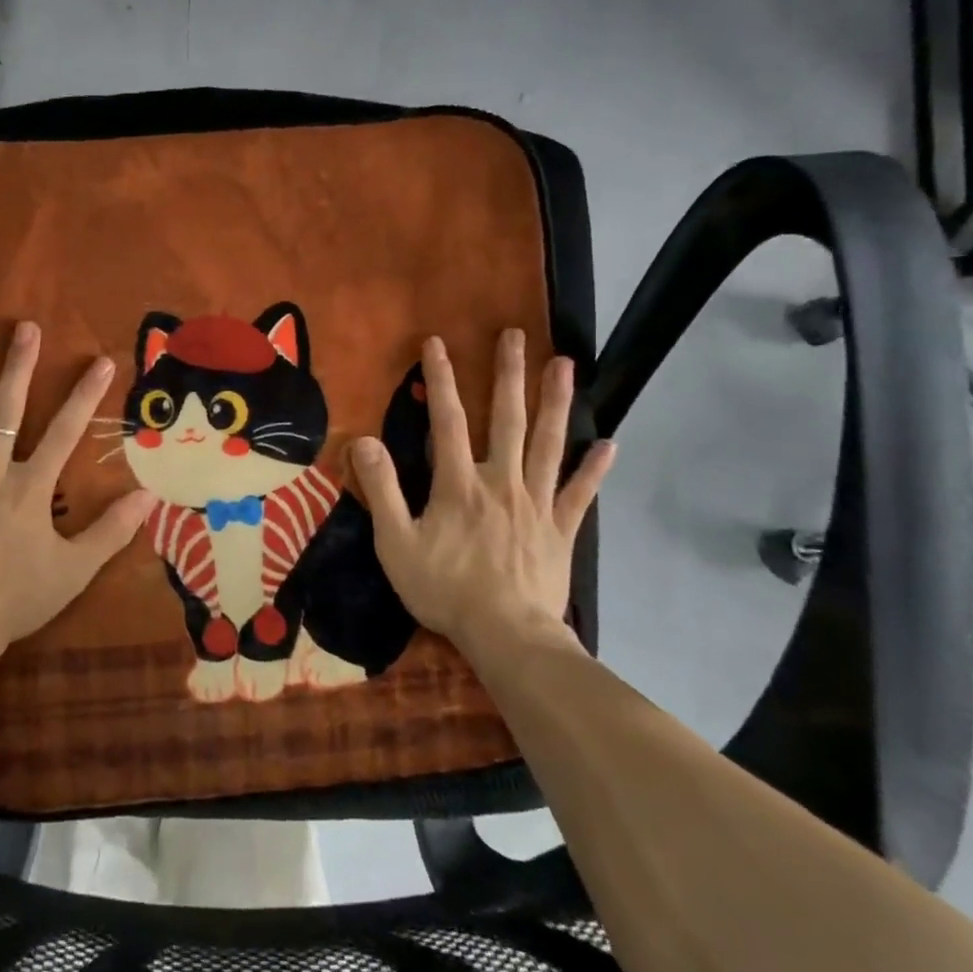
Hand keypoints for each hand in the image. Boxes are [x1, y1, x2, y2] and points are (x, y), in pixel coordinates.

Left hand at [0, 322, 155, 665]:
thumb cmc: (17, 600)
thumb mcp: (74, 571)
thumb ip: (111, 531)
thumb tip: (149, 497)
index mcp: (30, 490)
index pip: (65, 433)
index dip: (86, 395)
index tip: (101, 360)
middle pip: (5, 413)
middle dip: (17, 367)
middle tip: (23, 328)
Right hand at [353, 330, 614, 672]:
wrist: (507, 636)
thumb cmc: (445, 589)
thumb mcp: (395, 542)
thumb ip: (381, 489)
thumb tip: (363, 439)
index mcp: (459, 483)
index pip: (447, 420)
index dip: (440, 380)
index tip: (437, 343)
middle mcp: (501, 481)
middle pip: (507, 419)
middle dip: (508, 374)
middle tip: (516, 335)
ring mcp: (537, 503)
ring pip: (548, 443)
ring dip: (556, 402)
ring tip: (565, 366)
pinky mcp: (561, 529)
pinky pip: (580, 494)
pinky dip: (595, 469)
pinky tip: (609, 444)